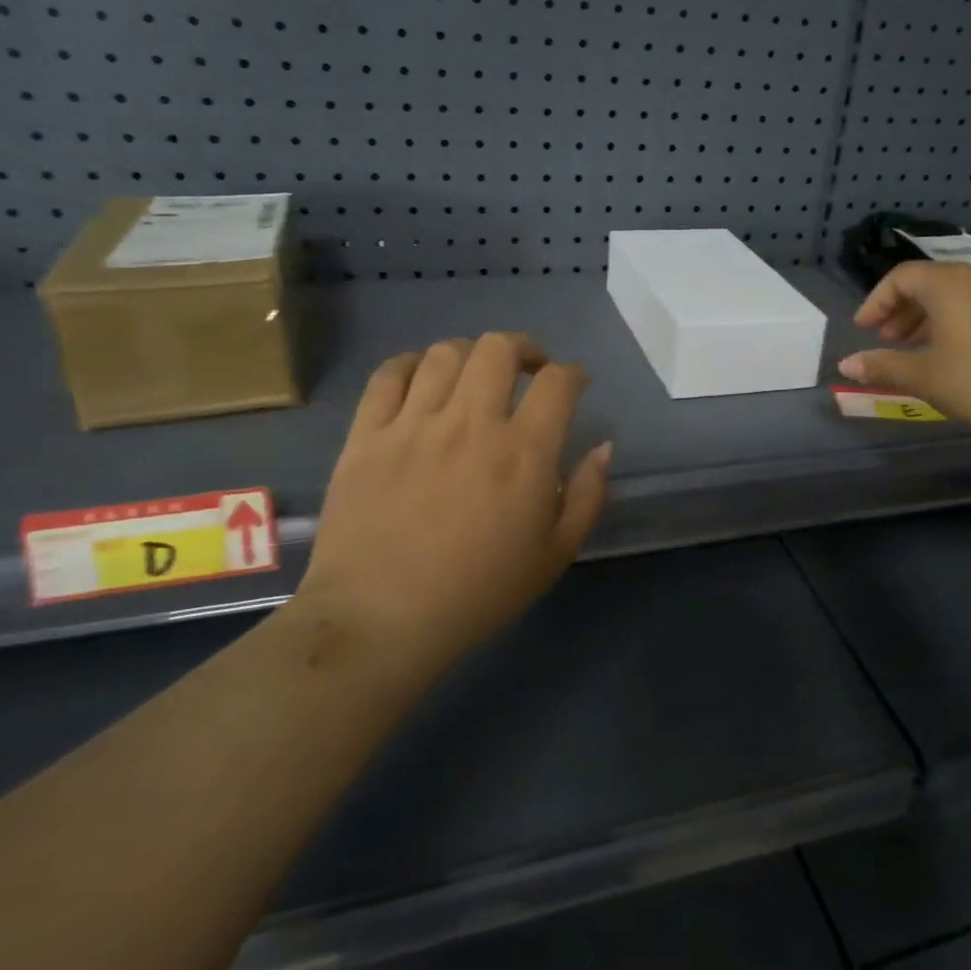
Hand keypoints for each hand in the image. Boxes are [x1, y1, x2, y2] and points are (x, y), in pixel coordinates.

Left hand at [295, 333, 611, 675]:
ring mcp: (413, 425)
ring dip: (470, 355)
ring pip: (445, 354)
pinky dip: (410, 365)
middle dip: (523, 349)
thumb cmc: (478, 593)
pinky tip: (420, 379)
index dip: (573, 373)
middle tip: (527, 370)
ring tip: (474, 377)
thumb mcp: (555, 555)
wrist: (379, 621)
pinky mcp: (367, 435)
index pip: (557, 382)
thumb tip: (603, 447)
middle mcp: (470, 424)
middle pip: (499, 348)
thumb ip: (587, 496)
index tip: (574, 383)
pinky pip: (388, 375)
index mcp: (523, 453)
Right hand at [838, 262, 970, 441]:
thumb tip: (845, 365)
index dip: (876, 301)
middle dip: (902, 309)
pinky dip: (957, 322)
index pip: (901, 276)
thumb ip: (882, 366)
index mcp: (949, 283)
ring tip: (918, 350)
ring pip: (957, 294)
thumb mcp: (924, 376)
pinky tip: (956, 355)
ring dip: (929, 317)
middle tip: (888, 340)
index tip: (864, 330)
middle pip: (930, 281)